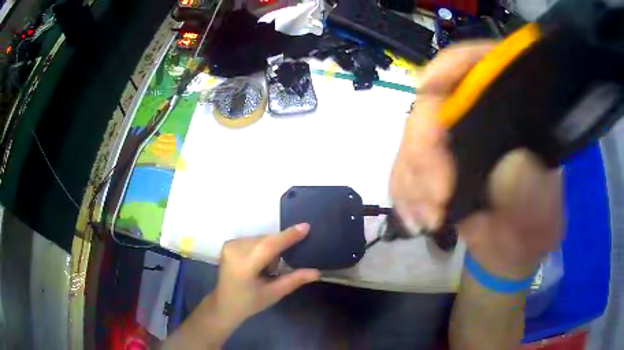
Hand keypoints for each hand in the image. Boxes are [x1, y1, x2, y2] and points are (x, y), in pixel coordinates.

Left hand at [211, 223, 320, 325]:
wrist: (224, 305)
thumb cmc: (249, 303)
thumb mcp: (273, 294)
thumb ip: (294, 280)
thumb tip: (316, 272)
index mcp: (244, 265)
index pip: (269, 246)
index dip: (288, 236)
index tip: (306, 227)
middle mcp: (235, 250)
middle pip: (266, 240)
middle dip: (280, 244)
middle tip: (287, 261)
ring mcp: (230, 245)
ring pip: (260, 238)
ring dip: (271, 247)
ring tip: (271, 267)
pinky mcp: (229, 244)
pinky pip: (253, 240)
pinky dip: (262, 247)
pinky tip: (261, 262)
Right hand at [390, 42, 561, 277]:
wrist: (513, 254)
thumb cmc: (534, 229)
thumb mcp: (543, 213)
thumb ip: (532, 191)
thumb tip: (510, 165)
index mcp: (512, 111)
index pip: (479, 65)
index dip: (452, 67)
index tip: (428, 88)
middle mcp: (480, 117)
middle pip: (435, 104)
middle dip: (425, 147)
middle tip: (437, 199)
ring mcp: (455, 141)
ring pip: (413, 137)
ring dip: (411, 178)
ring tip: (428, 219)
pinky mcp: (436, 167)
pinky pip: (404, 168)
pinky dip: (403, 192)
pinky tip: (415, 219)